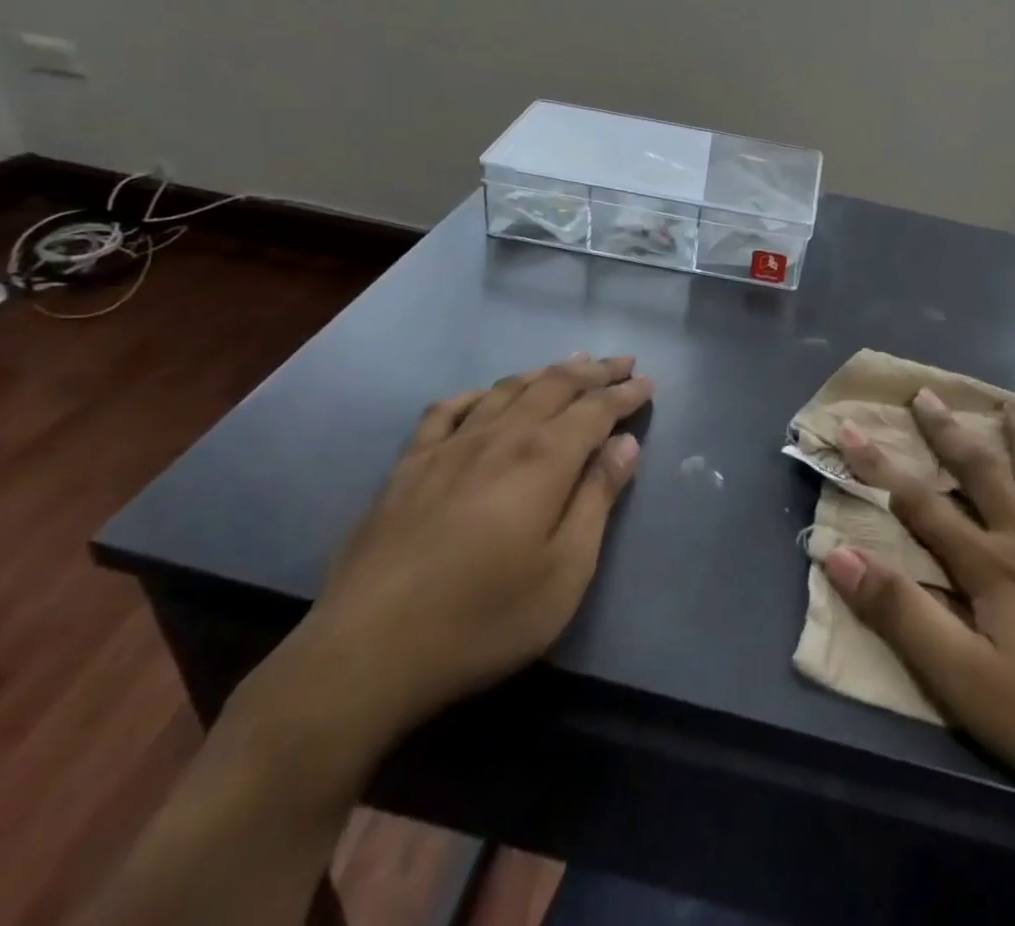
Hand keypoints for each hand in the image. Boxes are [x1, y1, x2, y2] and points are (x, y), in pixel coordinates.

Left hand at [283, 354, 653, 754]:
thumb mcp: (565, 570)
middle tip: (621, 362)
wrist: (367, 652)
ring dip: (544, 372)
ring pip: (506, 389)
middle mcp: (500, 435)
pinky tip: (485, 395)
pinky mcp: (408, 467)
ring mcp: (449, 446)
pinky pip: (447, 411)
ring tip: (568, 364)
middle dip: (593, 370)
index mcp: (543, 458)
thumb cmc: (484, 618)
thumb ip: (598, 499)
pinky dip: (476, 394)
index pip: (596, 409)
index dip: (625, 393)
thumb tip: (626, 444)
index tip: (647, 382)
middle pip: (555, 385)